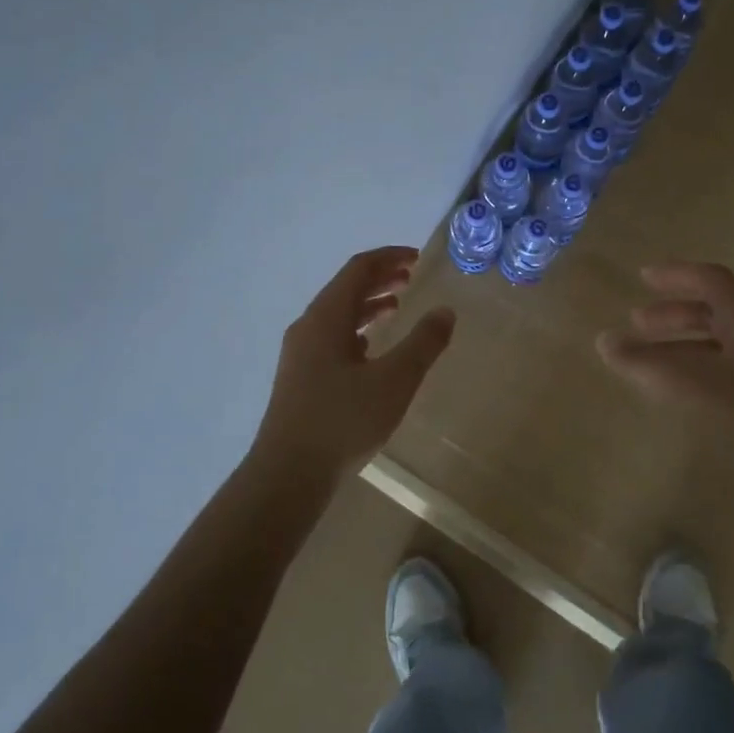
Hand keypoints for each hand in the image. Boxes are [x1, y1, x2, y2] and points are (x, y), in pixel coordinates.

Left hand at [254, 246, 456, 477]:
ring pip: (338, 316)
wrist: (288, 474)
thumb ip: (423, 343)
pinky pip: (332, 339)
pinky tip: (372, 350)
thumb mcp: (394, 380)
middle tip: (412, 278)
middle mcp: (308, 328)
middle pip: (345, 289)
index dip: (389, 258)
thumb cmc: (343, 421)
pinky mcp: (300, 379)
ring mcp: (300, 354)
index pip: (358, 269)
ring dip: (368, 305)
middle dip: (380, 279)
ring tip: (398, 308)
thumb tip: (445, 311)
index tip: (417, 258)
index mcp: (326, 317)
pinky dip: (357, 331)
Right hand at [597, 261, 733, 466]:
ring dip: (676, 344)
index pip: (713, 281)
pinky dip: (687, 371)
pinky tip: (670, 391)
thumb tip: (604, 341)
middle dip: (672, 313)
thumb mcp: (686, 383)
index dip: (677, 274)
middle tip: (636, 323)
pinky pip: (717, 372)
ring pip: (713, 345)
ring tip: (643, 360)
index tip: (643, 278)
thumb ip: (642, 361)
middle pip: (712, 312)